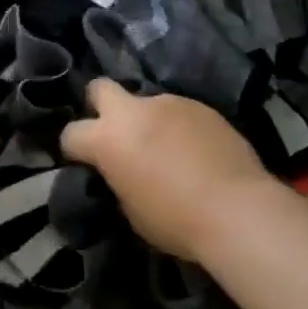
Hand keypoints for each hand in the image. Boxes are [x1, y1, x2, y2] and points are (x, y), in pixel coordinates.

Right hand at [61, 80, 275, 260]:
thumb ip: (117, 180)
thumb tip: (121, 172)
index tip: (85, 163)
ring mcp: (169, 103)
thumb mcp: (130, 210)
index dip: (74, 149)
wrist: (237, 209)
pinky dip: (178, 127)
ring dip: (147, 121)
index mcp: (107, 139)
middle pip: (100, 88)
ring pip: (145, 102)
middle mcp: (133, 111)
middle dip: (100, 106)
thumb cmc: (176, 220)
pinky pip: (178, 112)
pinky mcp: (201, 106)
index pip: (70, 133)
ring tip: (167, 150)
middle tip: (116, 135)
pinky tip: (195, 151)